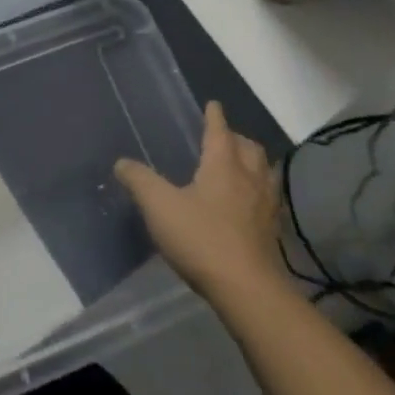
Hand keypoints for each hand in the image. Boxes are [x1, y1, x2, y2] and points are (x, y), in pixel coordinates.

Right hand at [115, 101, 288, 306]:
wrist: (247, 289)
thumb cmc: (201, 238)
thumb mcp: (159, 206)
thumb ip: (139, 181)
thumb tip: (121, 162)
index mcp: (223, 165)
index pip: (219, 131)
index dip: (214, 117)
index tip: (213, 104)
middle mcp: (249, 178)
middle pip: (249, 148)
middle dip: (236, 138)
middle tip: (224, 138)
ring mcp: (266, 206)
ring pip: (264, 172)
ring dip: (254, 163)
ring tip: (242, 166)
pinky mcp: (273, 232)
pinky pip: (269, 199)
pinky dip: (260, 191)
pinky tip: (250, 204)